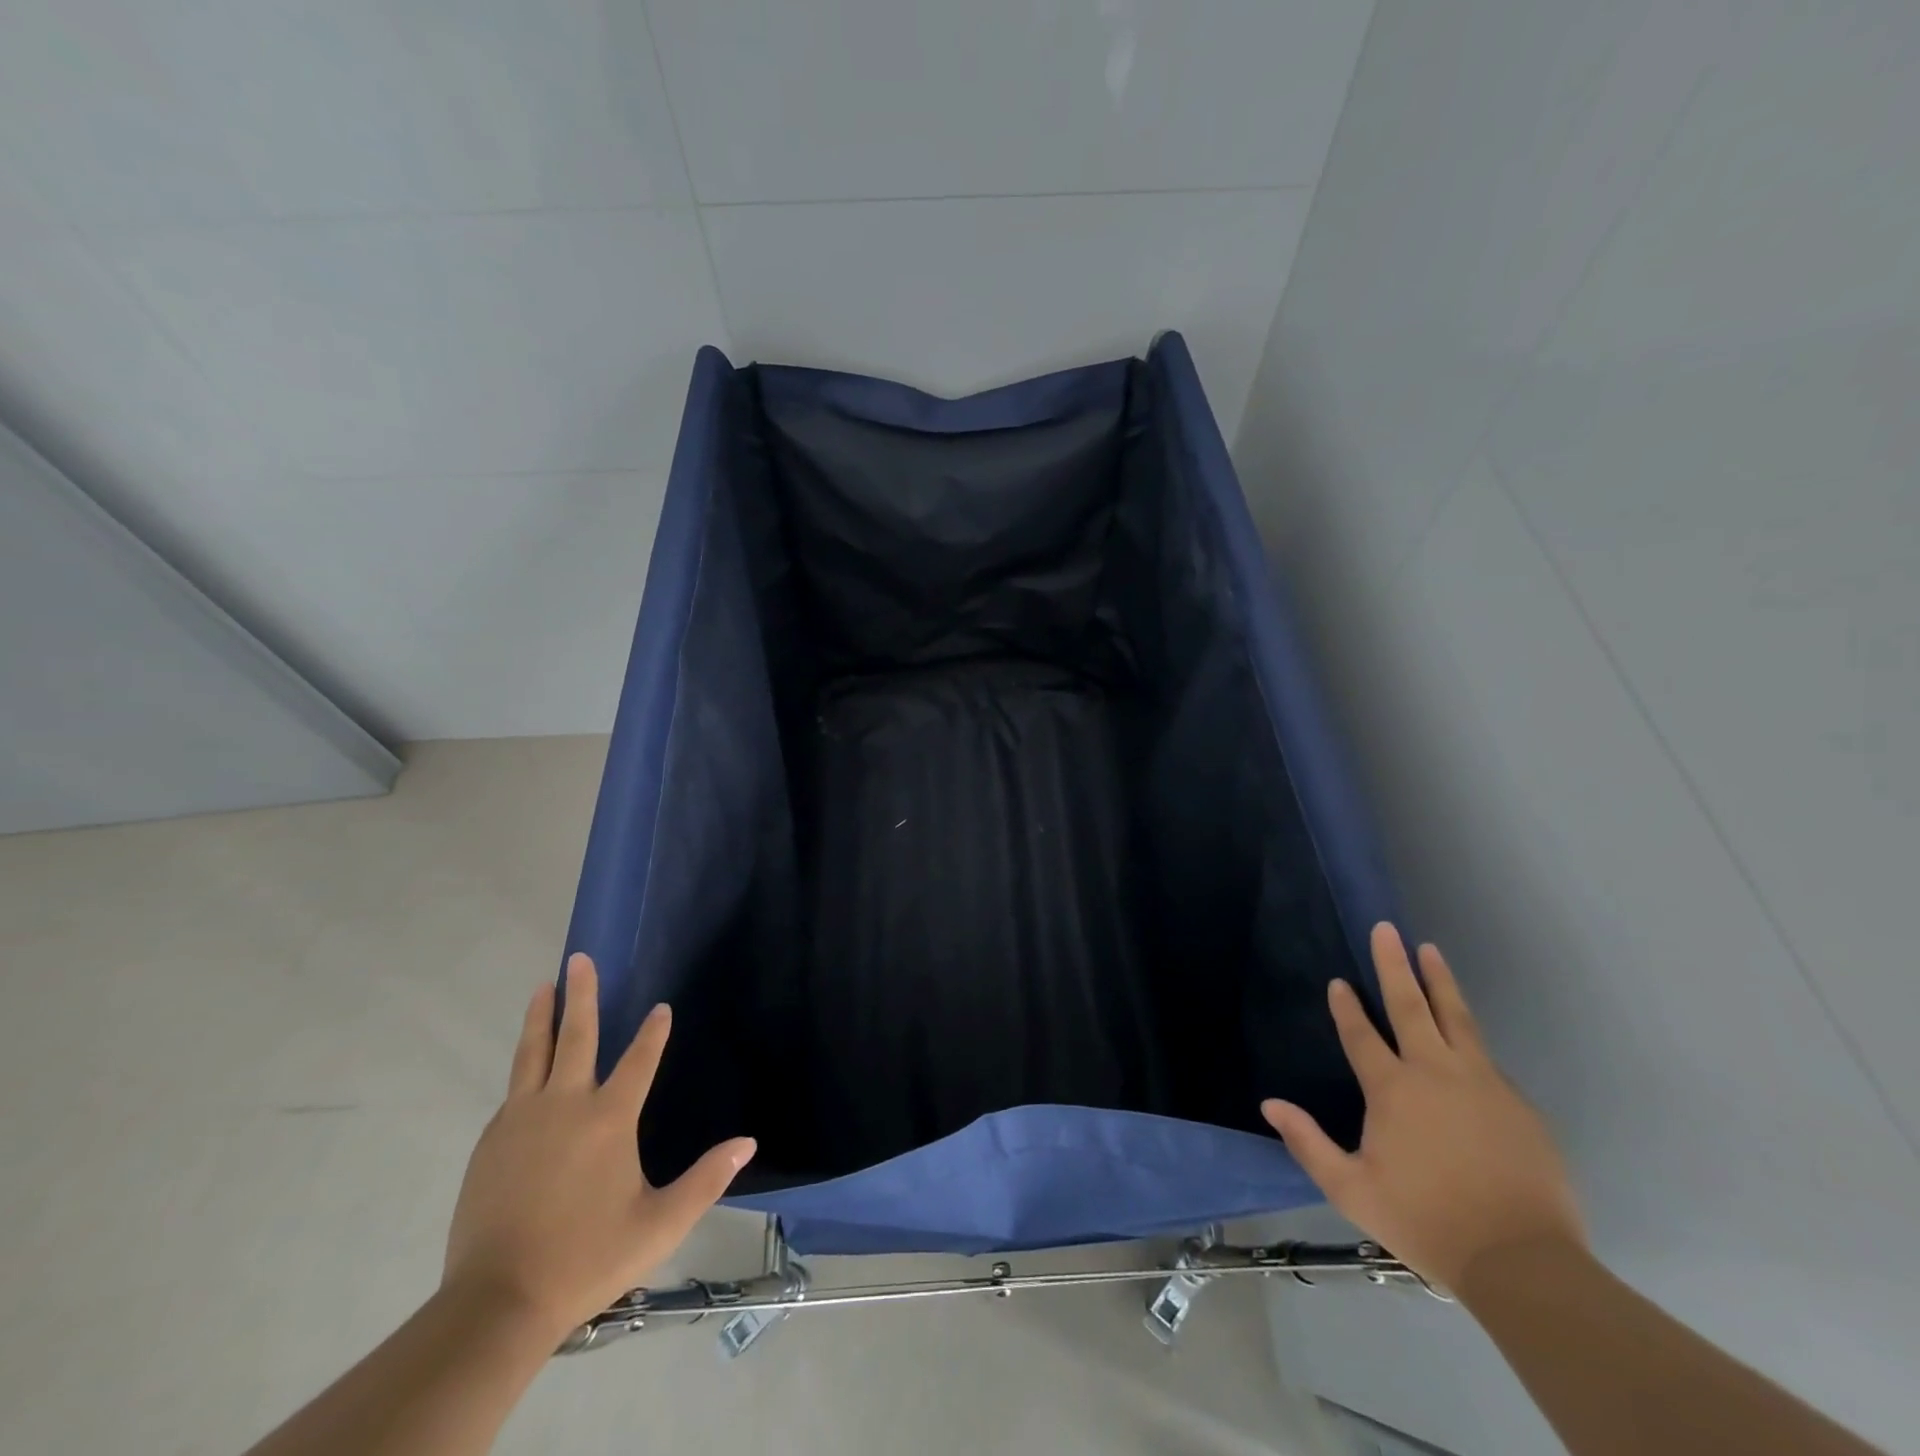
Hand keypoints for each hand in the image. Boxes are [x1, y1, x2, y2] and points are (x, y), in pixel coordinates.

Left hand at [441, 953, 754, 1343]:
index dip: (653, 1032)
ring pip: (532, 1054)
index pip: (639, 1060)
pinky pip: (513, 1092)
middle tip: (579, 958)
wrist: (497, 1302)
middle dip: (581, 993)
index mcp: (609, 1118)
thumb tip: (748, 1143)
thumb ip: (707, 1180)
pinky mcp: (490, 1142)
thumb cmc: (588, 1257)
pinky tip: (528, 1069)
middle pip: (575, 1036)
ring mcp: (521, 1121)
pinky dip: (525, 1068)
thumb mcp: (661, 1223)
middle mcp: (564, 1105)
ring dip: (541, 1018)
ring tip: (543, 987)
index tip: (660, 1008)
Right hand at [1261, 924, 1584, 1293]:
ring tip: (1429, 949)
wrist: (1523, 1263)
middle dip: (1394, 964)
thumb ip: (1308, 1143)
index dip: (1346, 1007)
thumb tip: (1269, 1105)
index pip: (1361, 1034)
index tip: (1338, 982)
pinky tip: (1463, 1034)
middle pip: (1410, 1005)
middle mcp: (1435, 1072)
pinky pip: (1484, 1058)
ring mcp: (1481, 1083)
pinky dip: (1468, 1036)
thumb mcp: (1352, 1190)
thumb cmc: (1426, 1222)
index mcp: (1392, 1089)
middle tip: (1386, 928)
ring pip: (1456, 1018)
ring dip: (1439, 981)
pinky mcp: (1516, 1103)